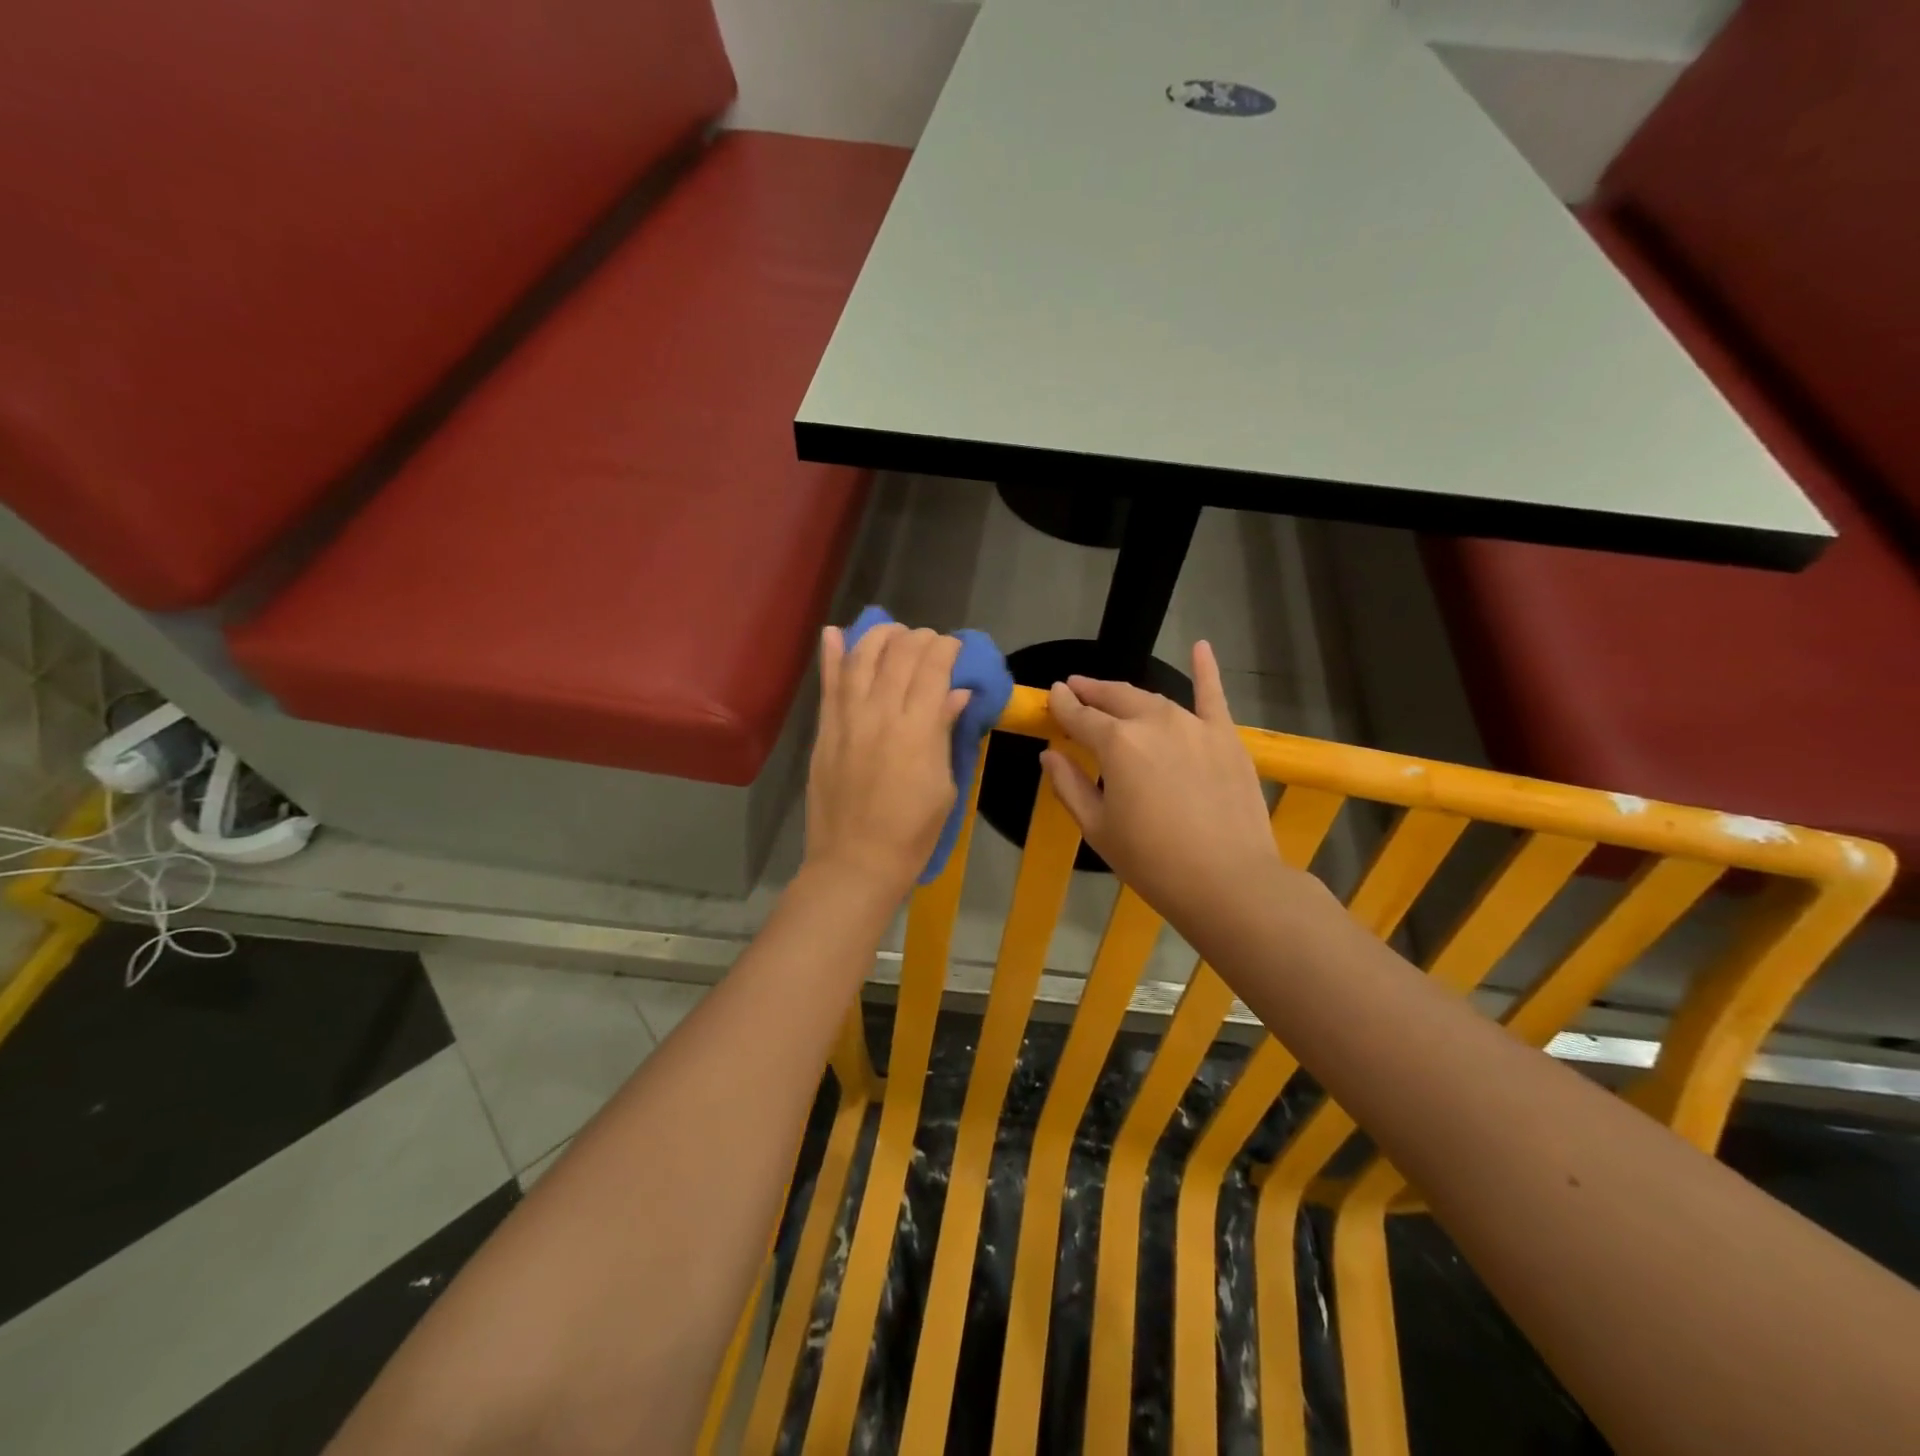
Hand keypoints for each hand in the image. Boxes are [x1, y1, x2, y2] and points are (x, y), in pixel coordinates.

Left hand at [804, 623, 969, 902]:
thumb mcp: (945, 786)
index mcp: (918, 728)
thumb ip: (946, 733)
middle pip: (900, 654)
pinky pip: (828, 684)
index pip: (933, 667)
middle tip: (930, 643)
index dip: (946, 648)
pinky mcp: (825, 731)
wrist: (856, 863)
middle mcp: (881, 712)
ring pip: (862, 658)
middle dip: (919, 638)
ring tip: (893, 632)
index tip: (955, 649)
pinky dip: (832, 655)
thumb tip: (956, 694)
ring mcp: (848, 719)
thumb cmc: (913, 833)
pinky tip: (836, 633)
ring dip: (880, 636)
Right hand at [1041, 641, 1288, 930]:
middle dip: (1092, 692)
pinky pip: (1213, 696)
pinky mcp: (1226, 737)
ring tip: (1114, 695)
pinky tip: (1201, 646)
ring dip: (1129, 696)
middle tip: (1077, 691)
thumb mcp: (1098, 828)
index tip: (1053, 695)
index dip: (1063, 704)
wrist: (1228, 881)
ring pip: (1154, 700)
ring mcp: (1194, 725)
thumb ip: (1070, 785)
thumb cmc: (1153, 861)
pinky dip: (1206, 669)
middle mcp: (1153, 722)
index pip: (1080, 715)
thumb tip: (1050, 755)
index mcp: (1116, 743)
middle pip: (1115, 698)